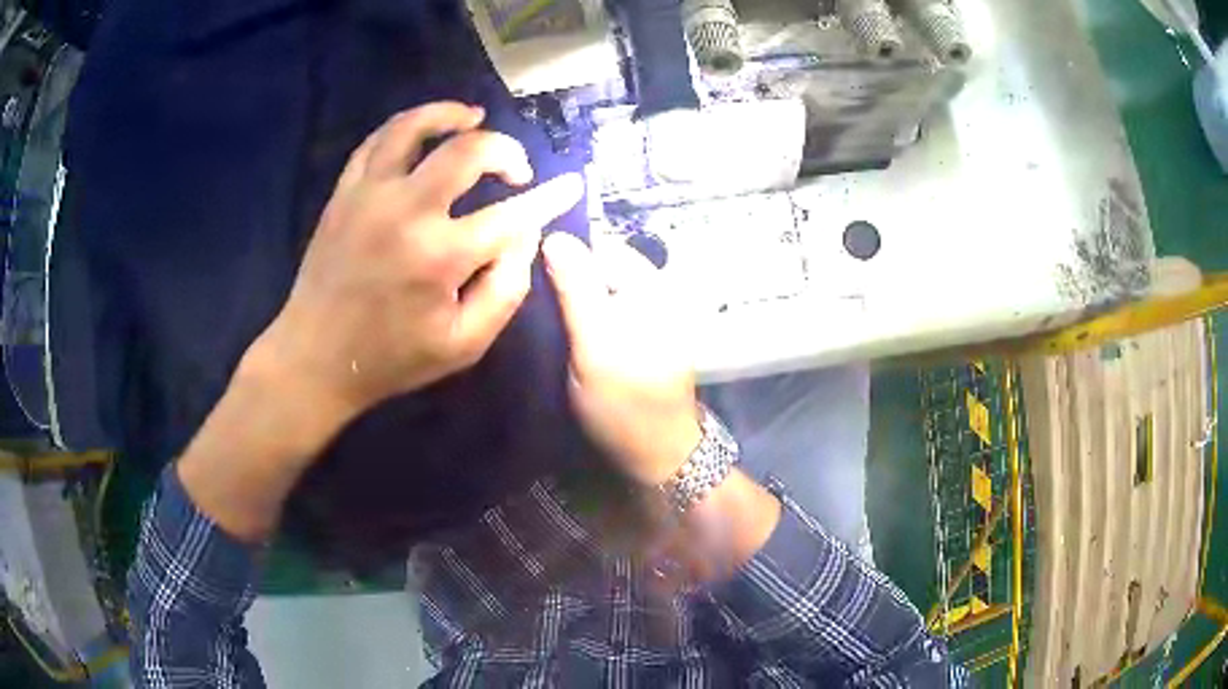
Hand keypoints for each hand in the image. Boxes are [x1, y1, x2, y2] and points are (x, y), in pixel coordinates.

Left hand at [246, 102, 583, 435]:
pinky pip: (376, 141)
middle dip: (505, 150)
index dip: (549, 198)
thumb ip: (506, 291)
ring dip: (451, 115)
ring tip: (474, 117)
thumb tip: (524, 236)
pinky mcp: (344, 192)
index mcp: (441, 256)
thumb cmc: (392, 358)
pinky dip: (407, 126)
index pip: (512, 213)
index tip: (570, 184)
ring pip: (414, 127)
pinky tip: (423, 132)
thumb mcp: (464, 345)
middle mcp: (406, 211)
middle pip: (468, 150)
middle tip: (516, 170)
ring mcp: (369, 195)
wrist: (316, 357)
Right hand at [543, 233, 700, 485]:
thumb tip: (554, 235)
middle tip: (529, 300)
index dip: (560, 250)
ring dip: (568, 297)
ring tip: (539, 316)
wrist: (658, 454)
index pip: (597, 243)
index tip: (525, 269)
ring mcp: (644, 313)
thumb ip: (577, 288)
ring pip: (595, 288)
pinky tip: (562, 332)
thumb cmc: (625, 403)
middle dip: (563, 276)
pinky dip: (580, 315)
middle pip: (596, 264)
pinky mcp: (636, 334)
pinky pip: (601, 309)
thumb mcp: (596, 344)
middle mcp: (650, 289)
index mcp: (648, 284)